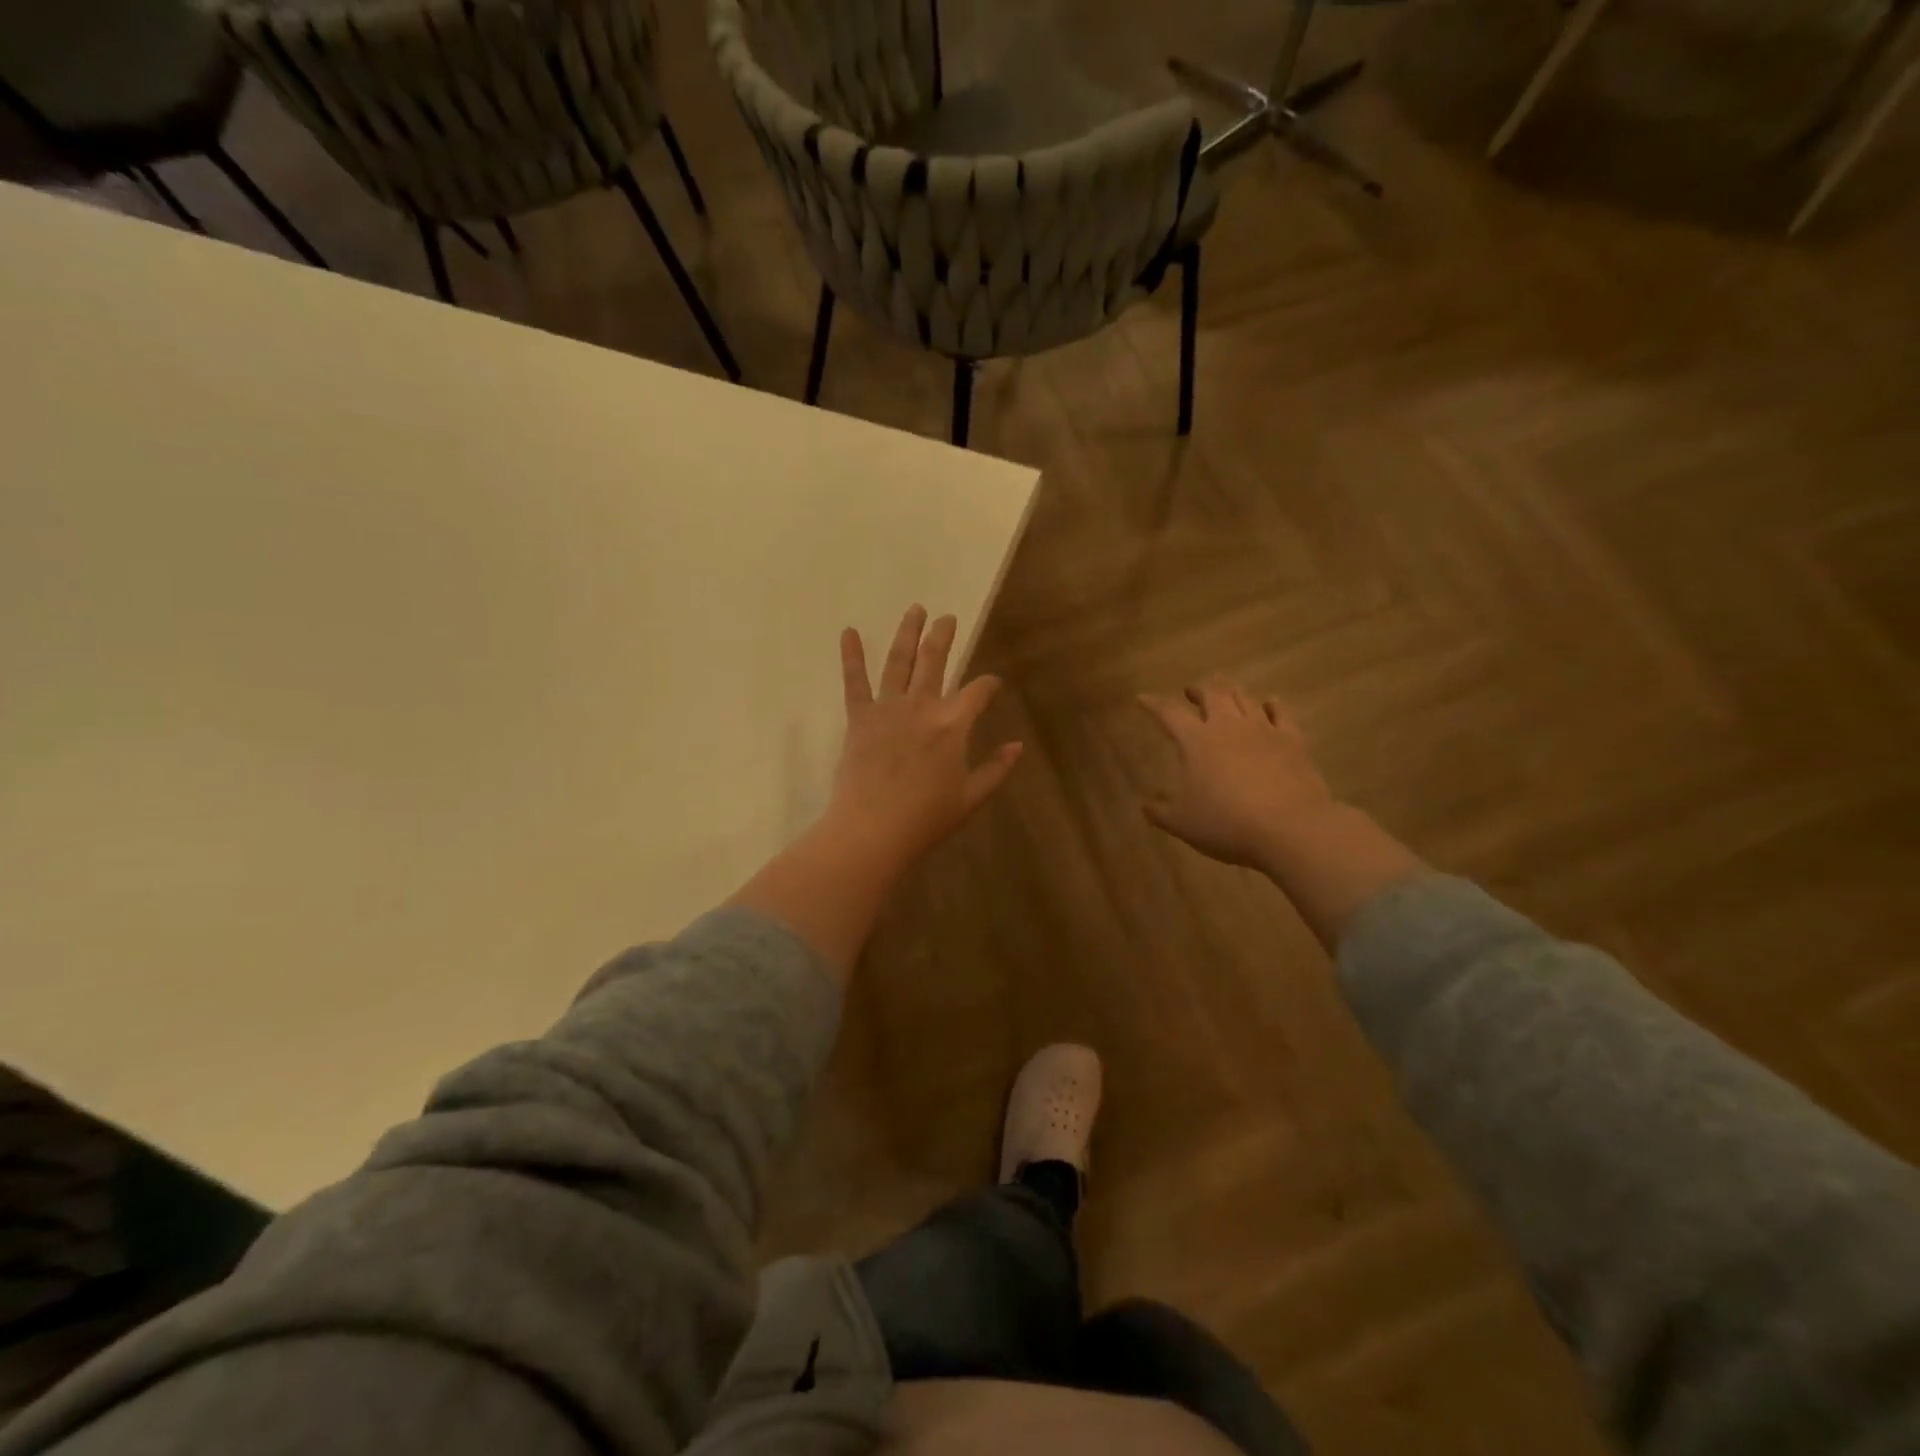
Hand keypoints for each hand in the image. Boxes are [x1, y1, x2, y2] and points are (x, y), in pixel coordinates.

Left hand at [829, 605, 1022, 868]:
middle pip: (935, 661)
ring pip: (899, 661)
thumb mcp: (971, 798)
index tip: (993, 683)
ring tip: (914, 610)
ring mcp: (888, 709)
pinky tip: (849, 632)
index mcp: (953, 725)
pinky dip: (851, 656)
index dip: (989, 684)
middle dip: (944, 636)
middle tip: (948, 617)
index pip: (978, 691)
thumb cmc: (926, 819)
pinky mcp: (860, 718)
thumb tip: (1017, 746)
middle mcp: (922, 707)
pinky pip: (854, 682)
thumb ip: (996, 769)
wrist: (873, 830)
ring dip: (908, 633)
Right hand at [1138, 677, 1338, 871]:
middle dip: (1199, 689)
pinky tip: (1269, 703)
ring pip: (1244, 697)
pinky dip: (1271, 704)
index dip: (1153, 704)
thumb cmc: (1226, 823)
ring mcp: (1262, 729)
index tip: (1142, 698)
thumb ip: (1161, 812)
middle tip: (1192, 692)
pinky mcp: (1291, 740)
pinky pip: (1280, 712)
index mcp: (1195, 740)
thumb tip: (1146, 805)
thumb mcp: (1182, 823)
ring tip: (1225, 691)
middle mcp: (1228, 726)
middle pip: (1212, 694)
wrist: (1290, 828)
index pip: (1168, 713)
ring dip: (1231, 691)